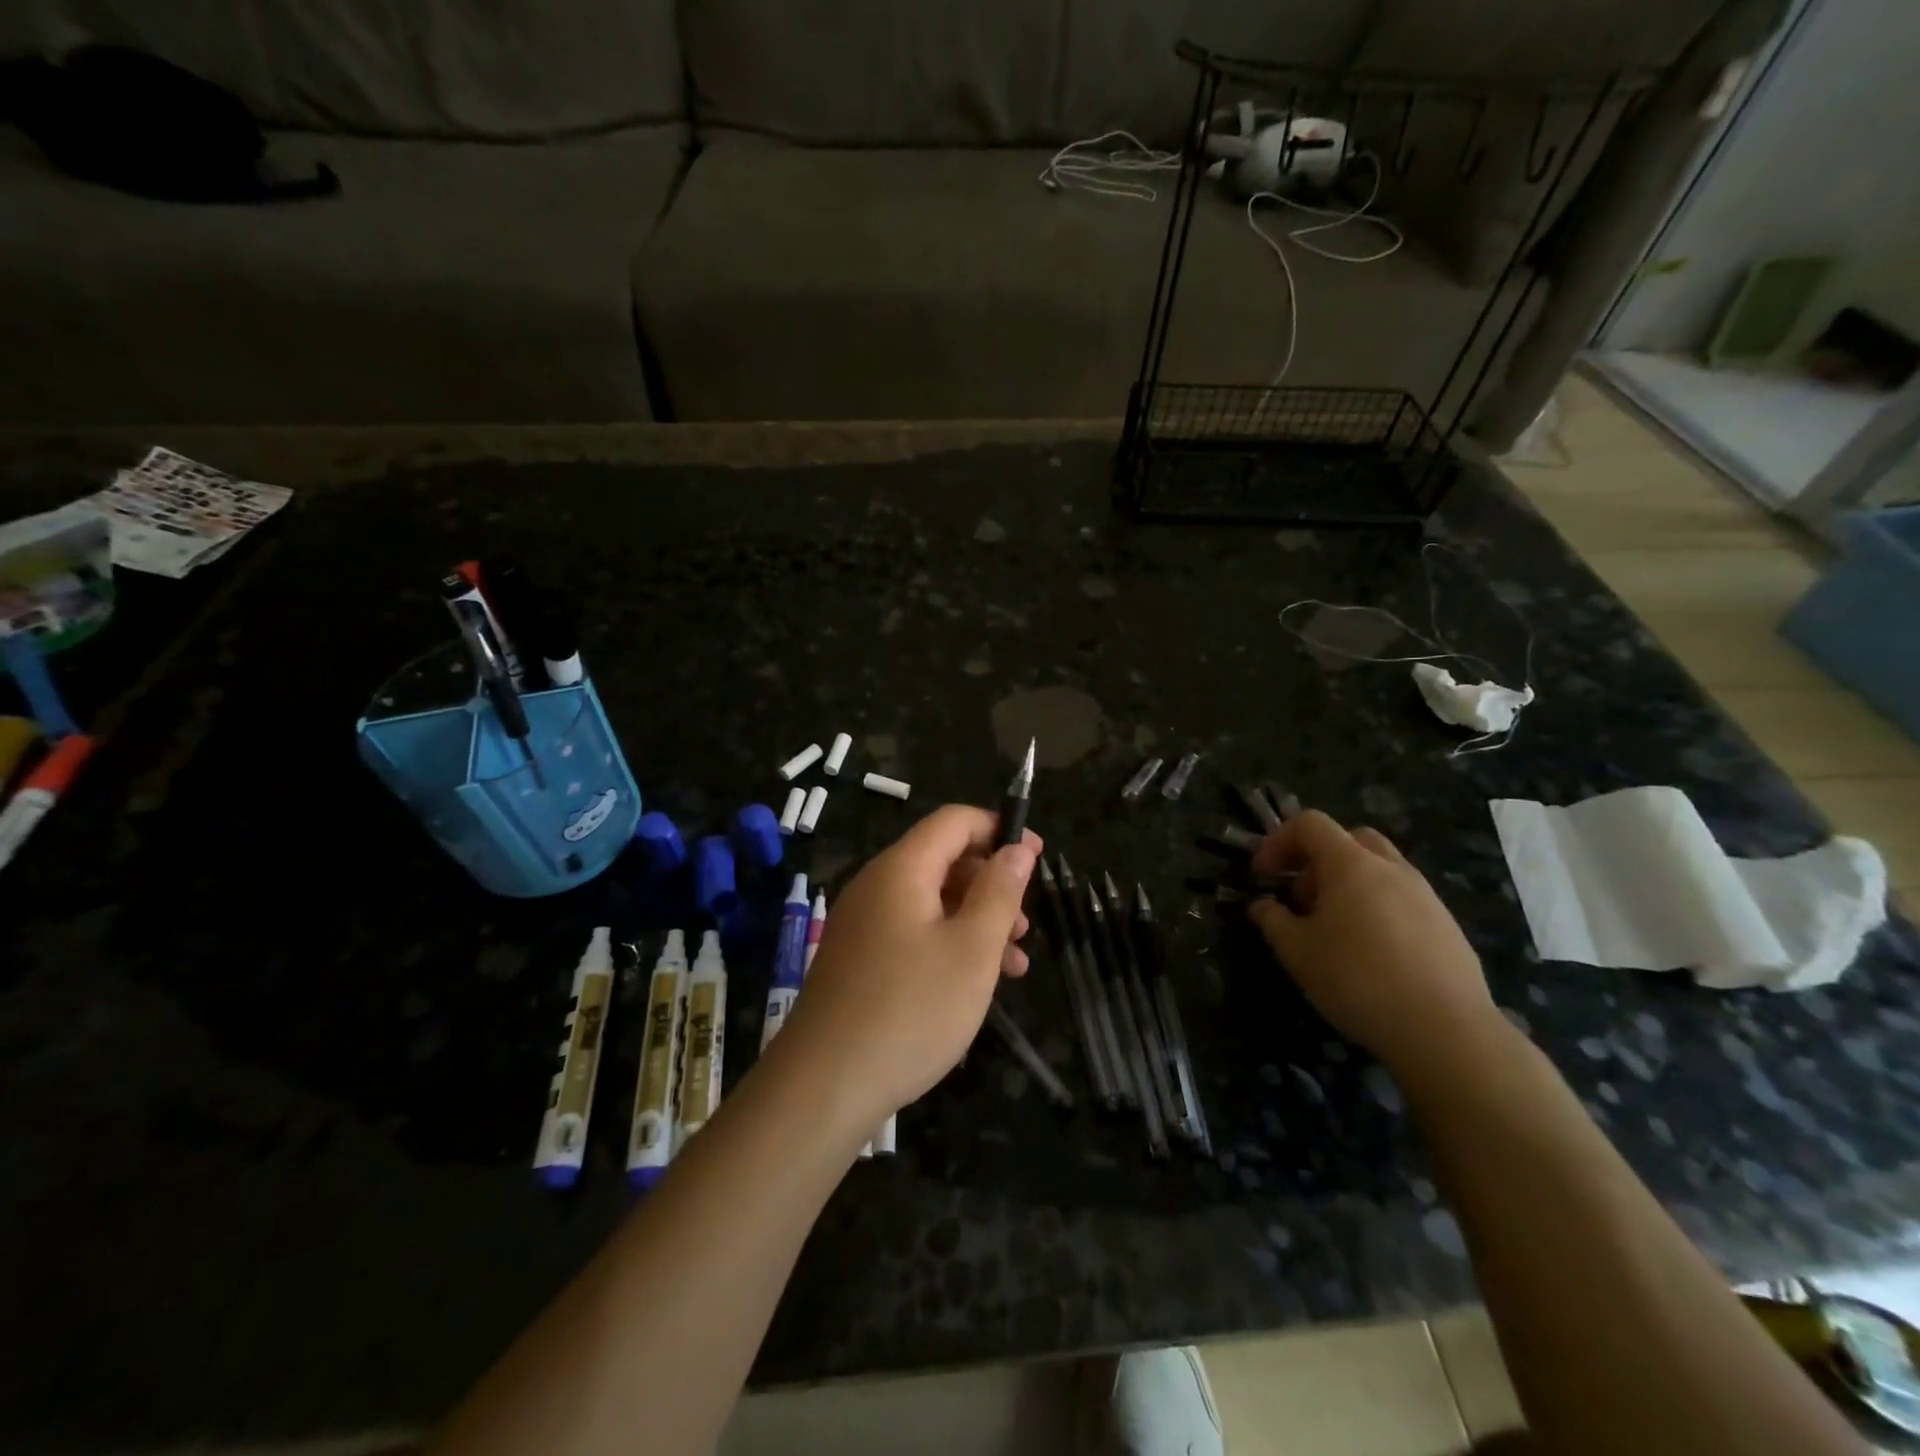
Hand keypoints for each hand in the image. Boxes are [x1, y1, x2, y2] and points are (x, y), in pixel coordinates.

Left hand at [780, 805, 1040, 1121]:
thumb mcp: (972, 950)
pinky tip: (974, 985)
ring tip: (1014, 965)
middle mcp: (876, 886)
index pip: (954, 821)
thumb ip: (999, 892)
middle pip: (943, 861)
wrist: (823, 1086)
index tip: (1037, 856)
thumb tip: (1016, 847)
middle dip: (991, 885)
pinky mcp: (858, 960)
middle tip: (1026, 927)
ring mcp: (862, 925)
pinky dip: (948, 946)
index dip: (998, 829)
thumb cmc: (911, 1010)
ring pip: (930, 903)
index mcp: (901, 870)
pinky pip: (911, 933)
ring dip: (976, 922)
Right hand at [1248, 810, 1497, 1084]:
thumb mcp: (1297, 952)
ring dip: (1349, 884)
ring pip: (1380, 869)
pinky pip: (1403, 899)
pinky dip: (1378, 908)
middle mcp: (1392, 868)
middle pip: (1350, 839)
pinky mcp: (1447, 926)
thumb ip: (1273, 920)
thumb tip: (1263, 906)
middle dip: (1318, 859)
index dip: (1278, 841)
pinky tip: (1372, 953)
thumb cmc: (1358, 980)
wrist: (1446, 1031)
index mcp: (1351, 864)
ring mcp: (1426, 896)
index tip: (1263, 876)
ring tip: (1334, 928)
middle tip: (1302, 897)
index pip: (1310, 825)